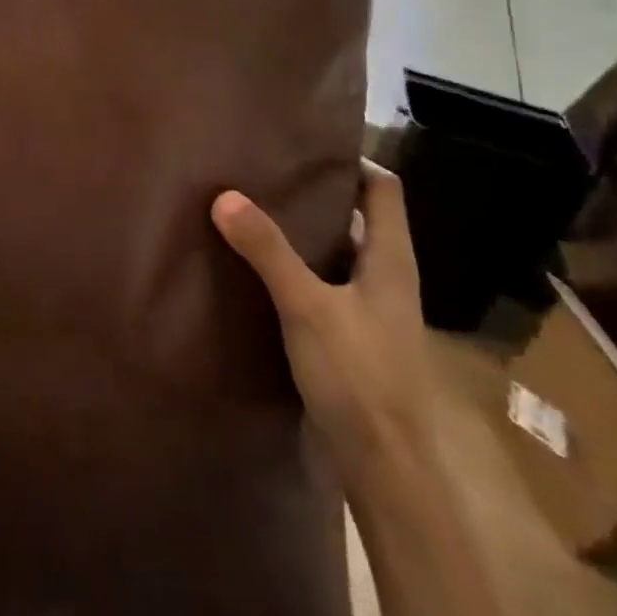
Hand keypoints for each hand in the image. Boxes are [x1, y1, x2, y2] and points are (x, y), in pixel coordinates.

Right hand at [212, 161, 433, 478]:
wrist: (387, 469)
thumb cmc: (360, 376)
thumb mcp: (307, 305)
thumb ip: (267, 250)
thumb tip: (225, 196)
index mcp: (391, 260)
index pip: (385, 190)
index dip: (354, 162)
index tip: (307, 146)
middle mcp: (387, 279)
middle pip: (360, 220)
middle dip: (318, 196)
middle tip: (267, 175)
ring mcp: (372, 312)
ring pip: (339, 256)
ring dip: (306, 236)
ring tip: (256, 214)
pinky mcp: (354, 341)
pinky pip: (326, 289)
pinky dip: (299, 272)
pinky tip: (261, 273)